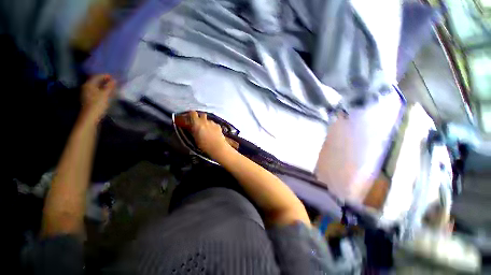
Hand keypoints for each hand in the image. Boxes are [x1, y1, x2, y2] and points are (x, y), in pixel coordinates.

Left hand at [80, 74, 116, 123]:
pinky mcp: (88, 99)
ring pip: (95, 87)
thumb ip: (109, 86)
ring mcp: (86, 93)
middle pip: (95, 81)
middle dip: (104, 80)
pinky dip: (101, 90)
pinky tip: (106, 93)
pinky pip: (95, 91)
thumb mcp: (105, 94)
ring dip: (103, 86)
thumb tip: (114, 80)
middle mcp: (86, 87)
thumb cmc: (98, 104)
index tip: (113, 76)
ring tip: (111, 87)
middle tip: (112, 81)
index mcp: (89, 84)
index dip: (105, 76)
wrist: (90, 117)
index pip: (96, 76)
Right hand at [189, 111, 230, 157]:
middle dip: (200, 118)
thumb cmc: (204, 145)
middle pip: (202, 114)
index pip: (192, 113)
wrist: (218, 147)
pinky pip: (214, 124)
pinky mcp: (218, 126)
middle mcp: (205, 121)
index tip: (189, 117)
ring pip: (208, 120)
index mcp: (197, 123)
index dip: (191, 114)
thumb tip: (192, 127)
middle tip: (198, 124)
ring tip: (207, 130)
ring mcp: (213, 123)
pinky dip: (213, 126)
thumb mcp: (195, 138)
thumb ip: (193, 130)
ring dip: (207, 123)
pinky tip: (213, 132)